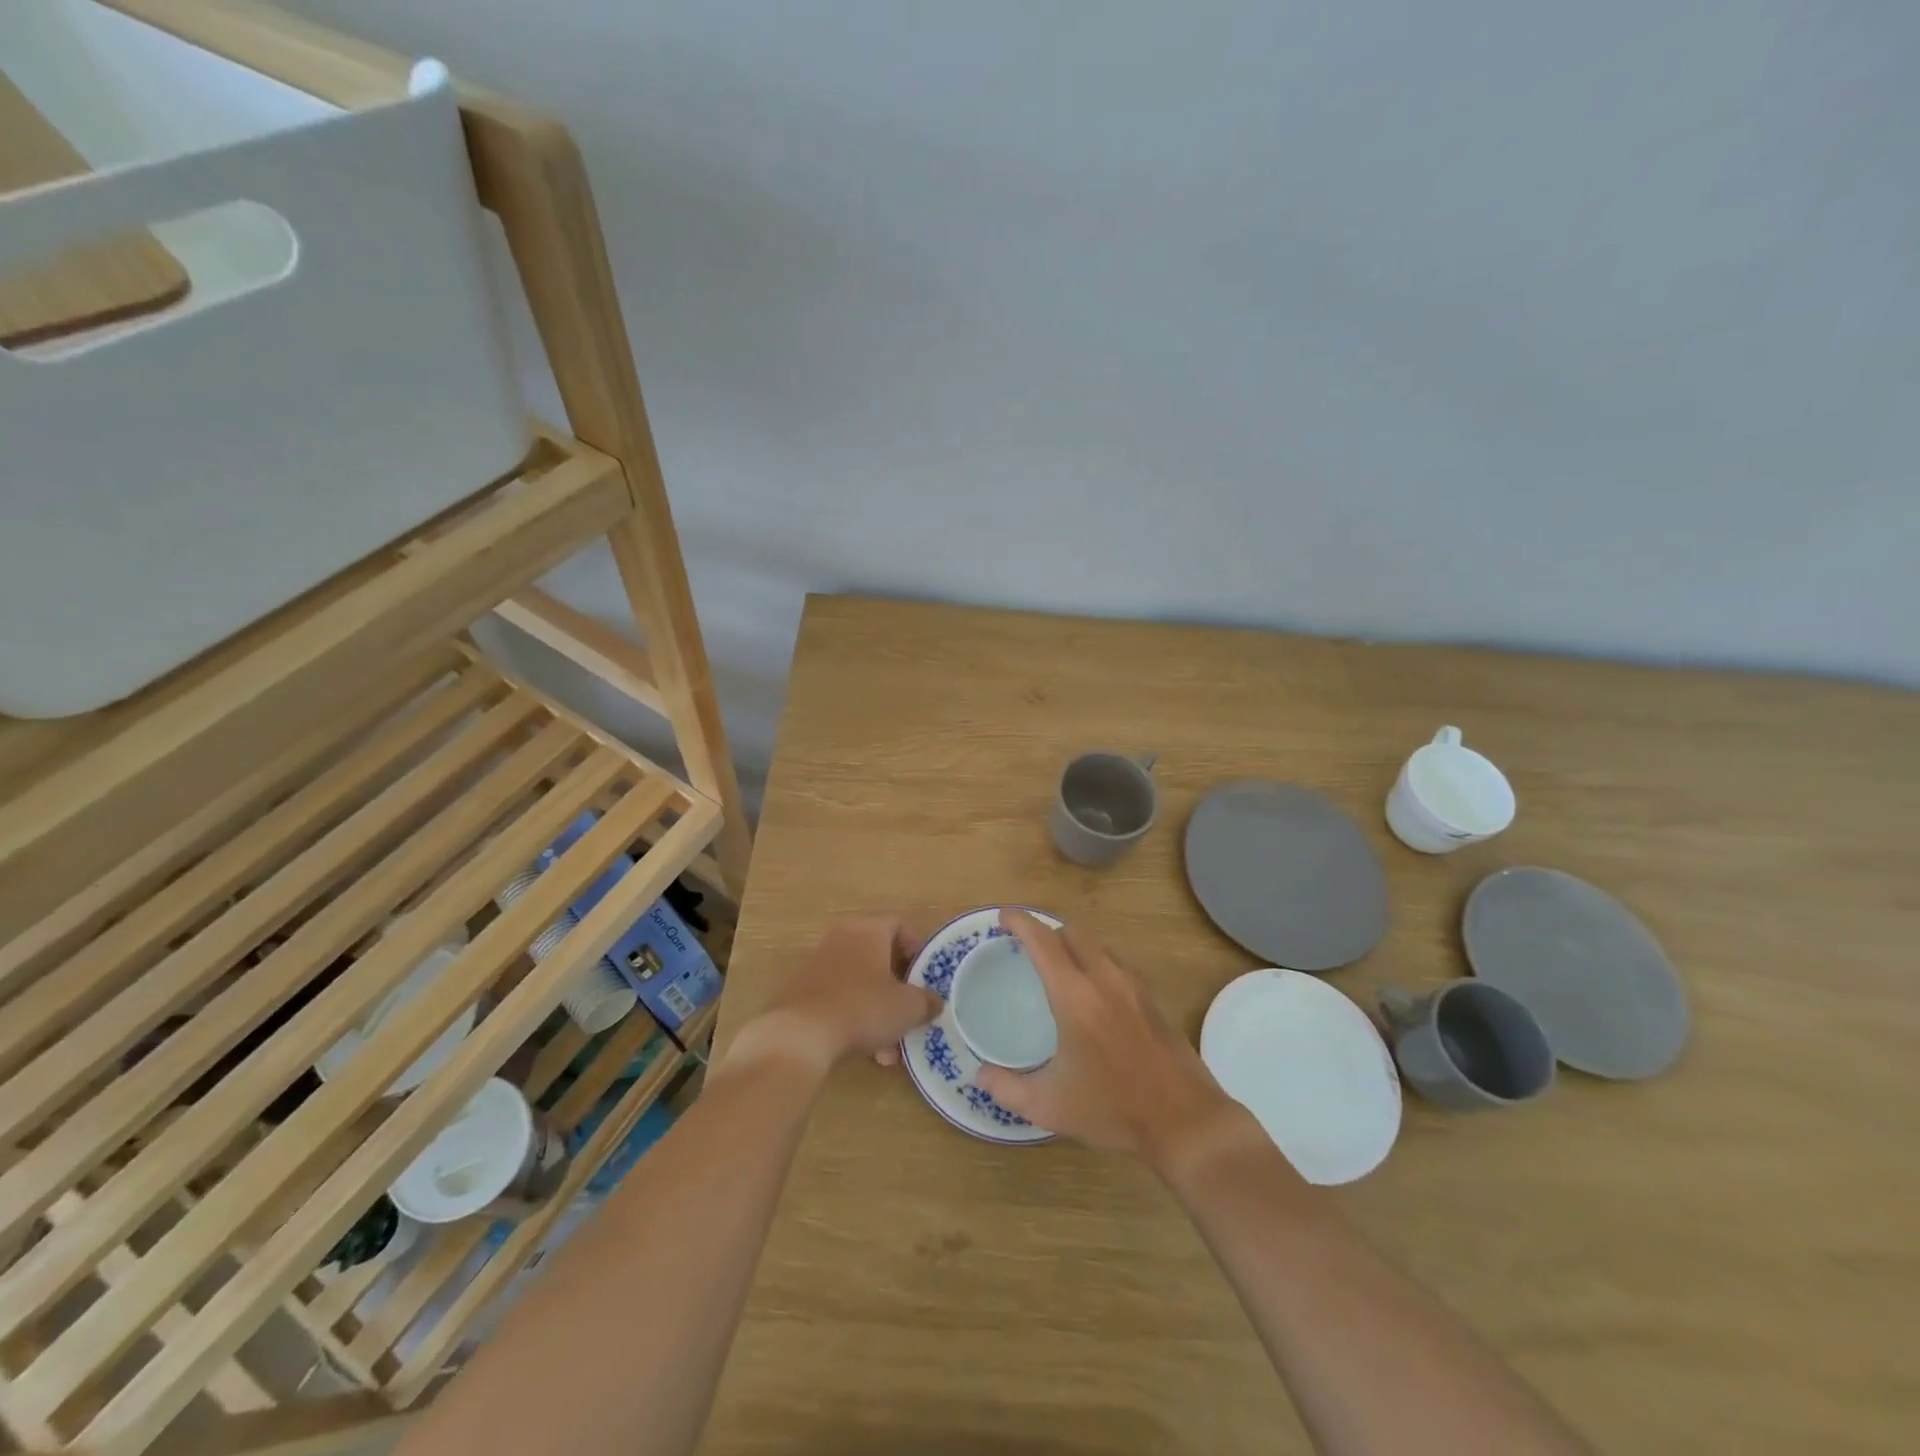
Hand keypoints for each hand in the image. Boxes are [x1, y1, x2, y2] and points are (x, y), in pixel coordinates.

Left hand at [744, 916, 941, 1074]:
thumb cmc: (862, 1008)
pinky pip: (839, 999)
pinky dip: (855, 1019)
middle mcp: (841, 938)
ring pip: (859, 983)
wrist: (800, 1035)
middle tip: (910, 1012)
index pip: (899, 924)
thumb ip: (926, 1001)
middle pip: (878, 956)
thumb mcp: (907, 1007)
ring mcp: (818, 964)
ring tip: (889, 1049)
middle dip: (897, 988)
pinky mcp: (802, 991)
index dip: (916, 948)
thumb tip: (934, 1002)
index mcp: (868, 930)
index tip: (925, 974)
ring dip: (878, 1011)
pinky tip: (866, 1052)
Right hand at [975, 910, 1246, 1167]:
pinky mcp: (1151, 997)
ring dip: (1073, 946)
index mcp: (1075, 996)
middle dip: (1046, 931)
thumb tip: (979, 1074)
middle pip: (1071, 931)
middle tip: (1026, 948)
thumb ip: (1006, 1088)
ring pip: (1097, 944)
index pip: (1042, 941)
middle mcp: (1104, 978)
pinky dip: (1096, 962)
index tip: (1002, 918)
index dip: (1019, 922)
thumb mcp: (1049, 1106)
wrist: (1185, 1121)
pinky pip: (1116, 962)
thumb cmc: (1113, 1109)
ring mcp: (1133, 985)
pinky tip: (1092, 993)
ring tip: (1057, 968)